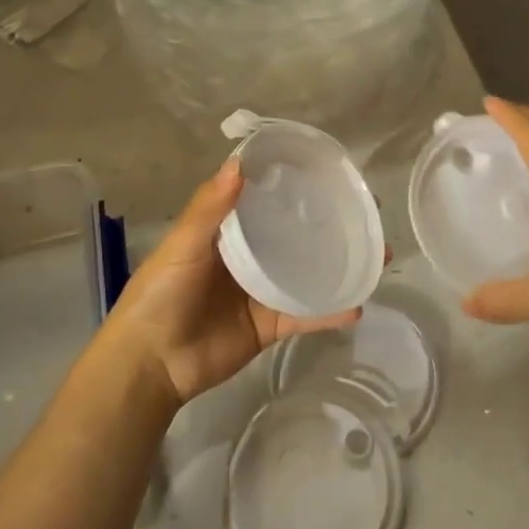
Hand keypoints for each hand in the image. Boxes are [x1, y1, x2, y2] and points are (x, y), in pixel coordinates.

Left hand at [101, 161, 360, 406]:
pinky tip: (358, 304)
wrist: (150, 364)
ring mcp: (263, 291)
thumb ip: (209, 208)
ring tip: (378, 254)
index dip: (294, 185)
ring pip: (309, 272)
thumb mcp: (182, 246)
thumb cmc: (161, 295)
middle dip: (330, 224)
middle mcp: (250, 256)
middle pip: (295, 234)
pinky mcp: (270, 325)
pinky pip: (306, 315)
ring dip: (341, 264)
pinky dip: (331, 312)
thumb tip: (240, 163)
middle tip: (367, 213)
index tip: (329, 171)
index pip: (266, 199)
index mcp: (227, 231)